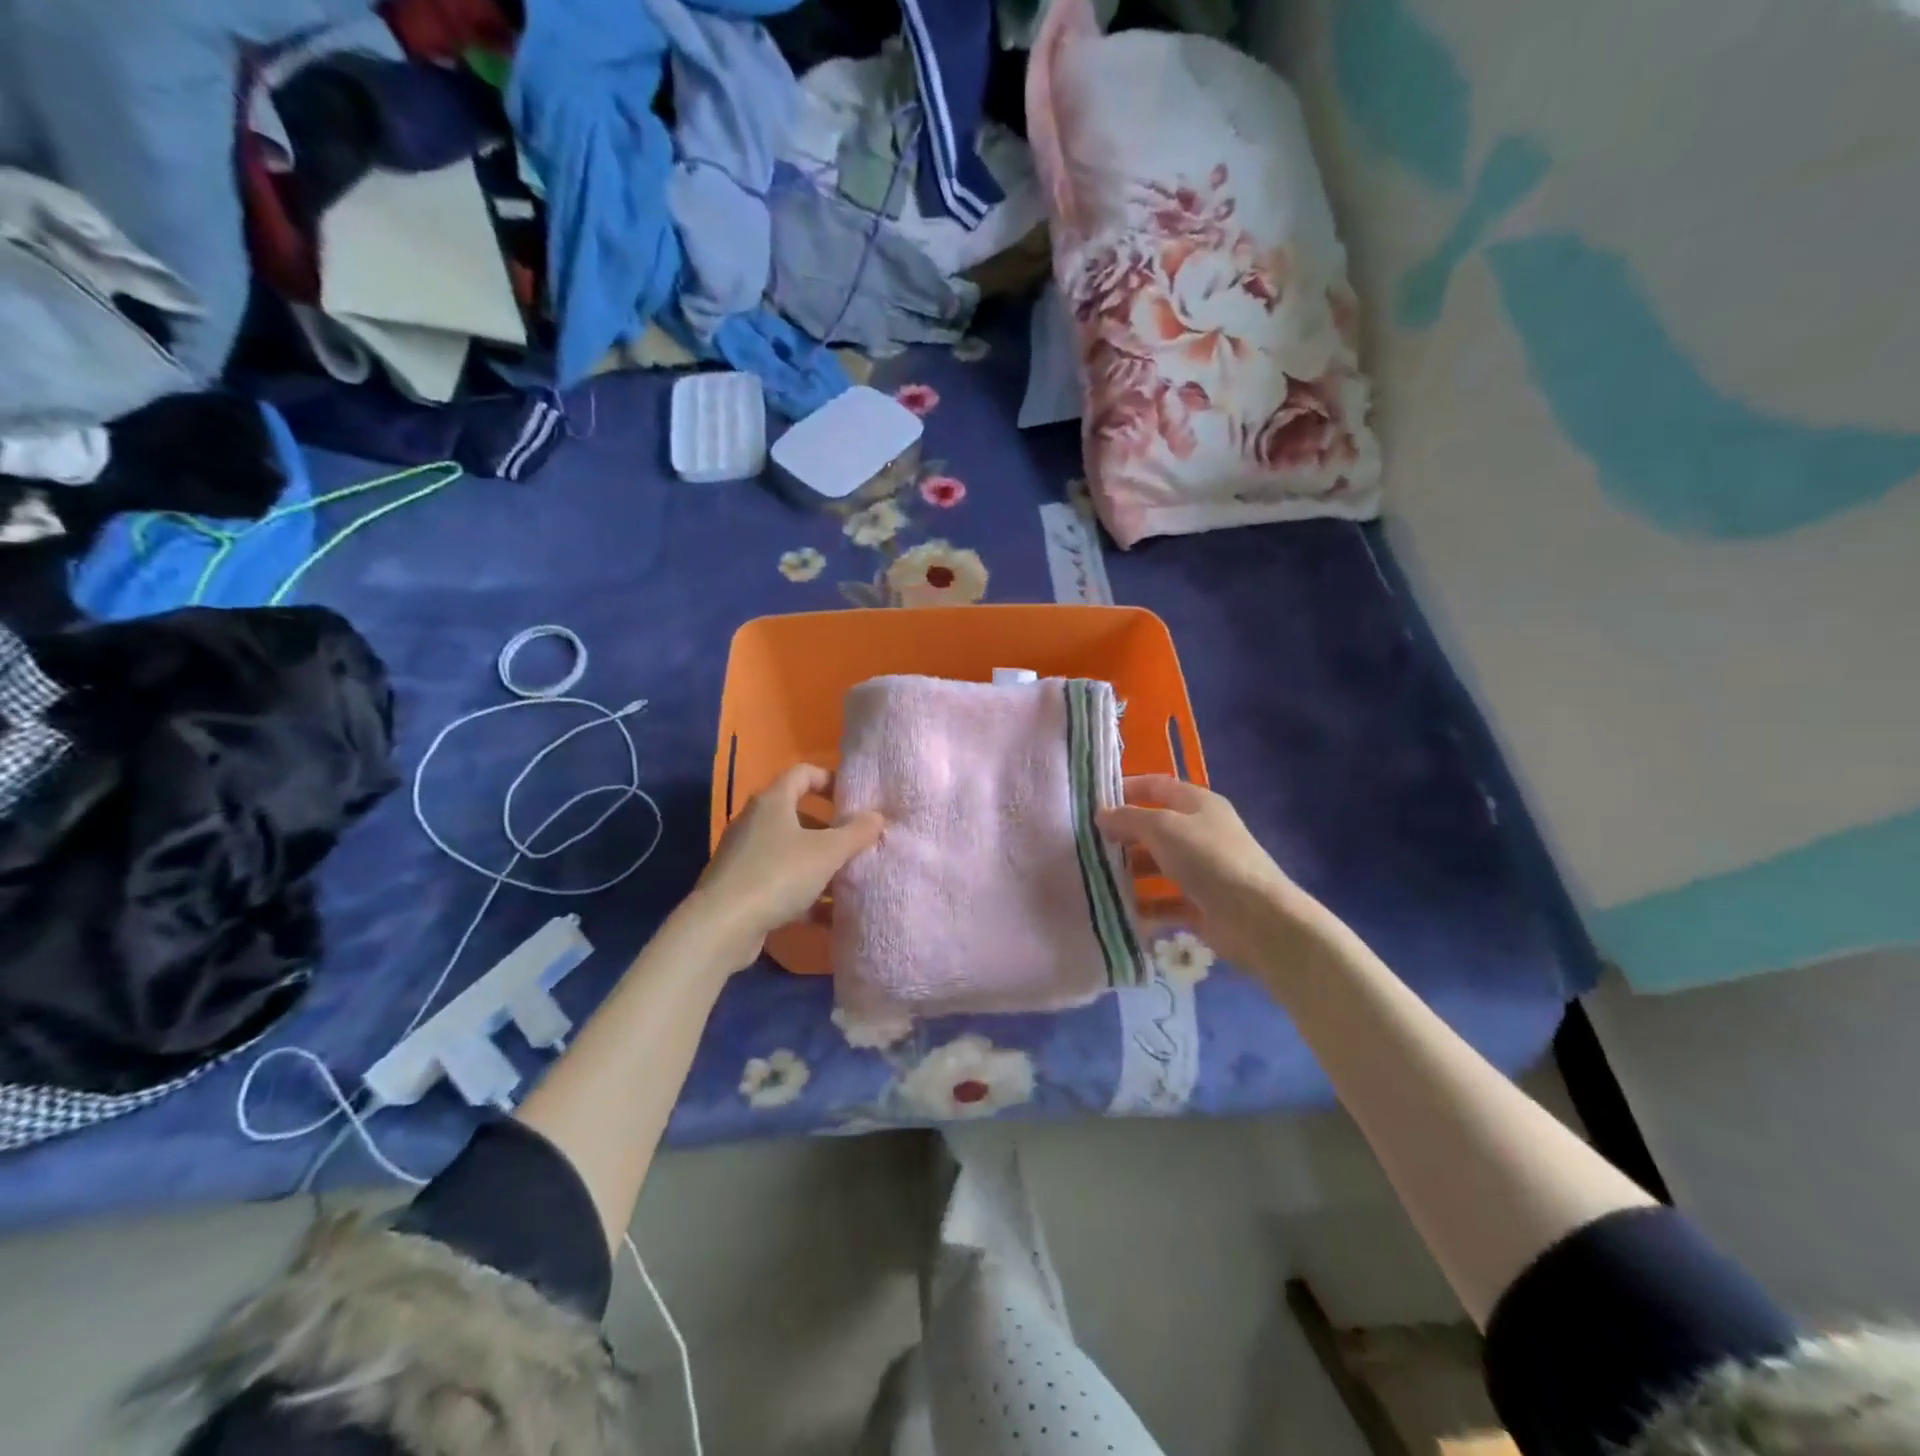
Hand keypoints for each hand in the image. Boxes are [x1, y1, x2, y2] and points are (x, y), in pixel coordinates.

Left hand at [689, 764, 883, 969]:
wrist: (722, 926)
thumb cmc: (778, 874)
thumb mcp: (827, 852)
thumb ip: (856, 833)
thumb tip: (877, 816)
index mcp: (772, 802)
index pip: (803, 773)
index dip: (830, 780)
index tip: (854, 799)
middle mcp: (756, 822)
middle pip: (798, 815)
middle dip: (830, 829)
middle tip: (857, 843)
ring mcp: (746, 856)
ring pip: (791, 852)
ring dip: (820, 864)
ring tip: (849, 880)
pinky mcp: (743, 888)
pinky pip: (782, 882)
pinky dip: (805, 894)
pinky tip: (829, 915)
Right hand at [1097, 776, 1336, 969]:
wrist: (1258, 919)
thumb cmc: (1209, 860)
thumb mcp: (1163, 828)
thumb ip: (1129, 818)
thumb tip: (1102, 814)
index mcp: (1198, 804)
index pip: (1157, 786)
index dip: (1127, 788)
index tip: (1094, 801)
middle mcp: (1200, 832)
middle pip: (1154, 827)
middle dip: (1123, 835)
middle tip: (1087, 845)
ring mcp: (1202, 870)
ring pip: (1157, 866)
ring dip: (1130, 873)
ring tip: (1096, 880)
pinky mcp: (1201, 904)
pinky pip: (1165, 901)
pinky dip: (1145, 906)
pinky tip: (1119, 912)